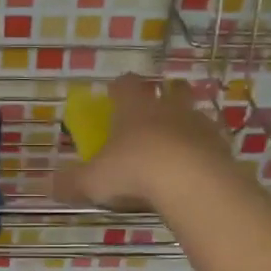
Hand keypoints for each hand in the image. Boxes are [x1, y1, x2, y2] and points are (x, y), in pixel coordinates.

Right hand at [54, 73, 235, 211]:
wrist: (191, 181)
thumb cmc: (134, 170)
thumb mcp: (93, 181)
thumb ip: (72, 182)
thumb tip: (49, 186)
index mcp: (134, 107)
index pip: (125, 84)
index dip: (119, 87)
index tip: (114, 94)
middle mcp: (168, 108)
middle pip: (170, 89)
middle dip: (164, 95)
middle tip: (155, 110)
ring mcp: (198, 124)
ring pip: (193, 114)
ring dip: (185, 124)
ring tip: (176, 144)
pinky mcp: (221, 146)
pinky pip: (210, 142)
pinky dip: (202, 151)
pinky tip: (194, 169)